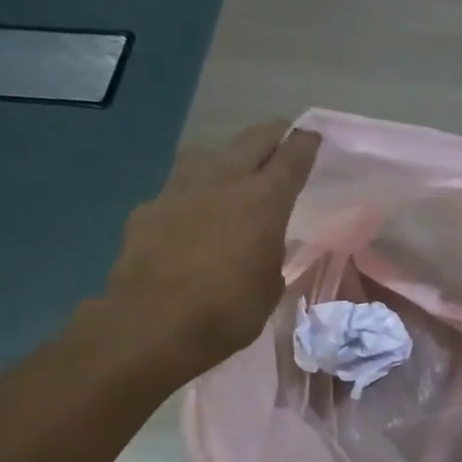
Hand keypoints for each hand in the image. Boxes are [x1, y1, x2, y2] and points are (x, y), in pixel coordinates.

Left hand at [100, 121, 320, 382]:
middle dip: (273, 136)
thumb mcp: (270, 287)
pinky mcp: (147, 209)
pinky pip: (175, 191)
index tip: (313, 138)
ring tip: (230, 176)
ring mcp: (179, 190)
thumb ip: (270, 254)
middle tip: (283, 140)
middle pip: (252, 140)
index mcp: (263, 201)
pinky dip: (189, 199)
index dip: (306, 144)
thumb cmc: (226, 313)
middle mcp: (222, 182)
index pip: (292, 157)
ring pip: (208, 156)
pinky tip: (187, 220)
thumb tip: (262, 244)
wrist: (152, 326)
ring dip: (225, 160)